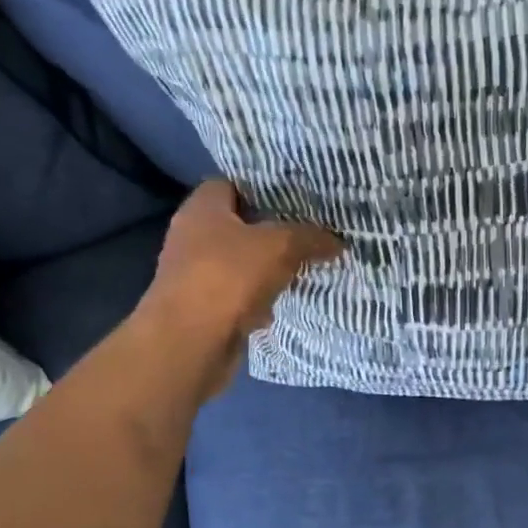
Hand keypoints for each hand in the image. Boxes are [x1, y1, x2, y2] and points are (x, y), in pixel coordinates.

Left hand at [137, 180, 341, 398]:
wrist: (191, 343)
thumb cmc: (229, 277)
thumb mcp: (280, 247)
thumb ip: (310, 238)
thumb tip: (336, 241)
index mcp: (202, 209)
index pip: (230, 184)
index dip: (261, 188)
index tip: (295, 198)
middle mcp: (192, 237)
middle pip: (237, 226)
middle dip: (270, 231)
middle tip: (308, 233)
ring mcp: (194, 275)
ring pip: (239, 264)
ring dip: (266, 269)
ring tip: (303, 267)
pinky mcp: (202, 309)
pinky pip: (238, 296)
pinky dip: (258, 300)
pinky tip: (283, 303)